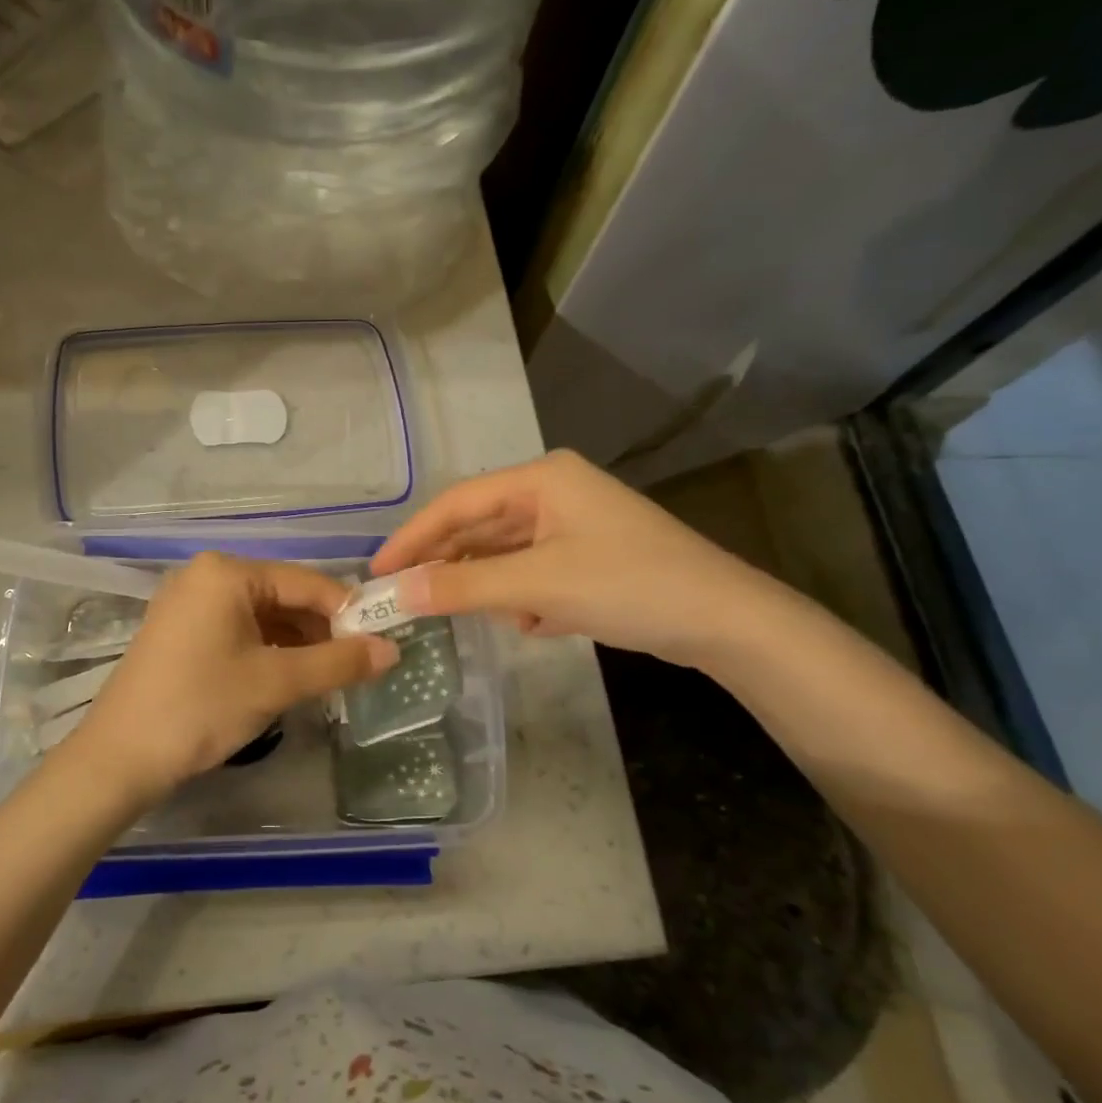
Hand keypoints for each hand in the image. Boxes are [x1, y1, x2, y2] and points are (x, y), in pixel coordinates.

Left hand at [67, 552, 398, 806]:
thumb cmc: (201, 708)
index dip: (348, 612)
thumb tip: (392, 650)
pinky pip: (238, 629)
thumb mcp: (276, 683)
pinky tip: (288, 677)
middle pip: (284, 596)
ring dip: (297, 644)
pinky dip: (267, 650)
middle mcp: (206, 575)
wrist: (119, 758)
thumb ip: (338, 663)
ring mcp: (188, 602)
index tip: (381, 642)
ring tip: (326, 678)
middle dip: (321, 630)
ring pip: (262, 615)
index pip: (306, 582)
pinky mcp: (180, 630)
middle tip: (355, 667)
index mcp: (227, 572)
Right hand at [369, 449, 785, 666]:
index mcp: (541, 478)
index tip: (377, 572)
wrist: (725, 621)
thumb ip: (463, 588)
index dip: (412, 538)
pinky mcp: (587, 556)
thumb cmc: (628, 584)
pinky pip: (533, 572)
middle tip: (408, 601)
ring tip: (483, 617)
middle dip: (450, 566)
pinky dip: (526, 599)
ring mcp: (572, 525)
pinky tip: (538, 624)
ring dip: (492, 588)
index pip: (457, 503)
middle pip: (479, 528)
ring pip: (505, 555)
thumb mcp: (537, 586)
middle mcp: (553, 492)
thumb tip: (397, 594)